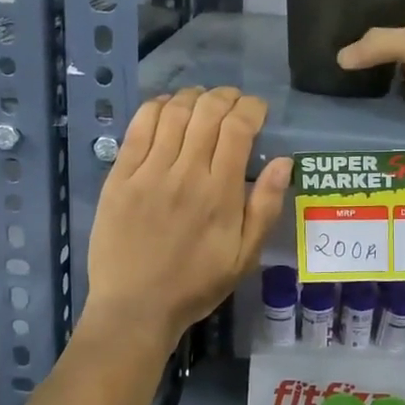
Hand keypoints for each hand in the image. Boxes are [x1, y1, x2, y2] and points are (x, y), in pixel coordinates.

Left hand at [84, 87, 293, 350]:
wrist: (136, 307)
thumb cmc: (196, 285)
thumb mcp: (244, 257)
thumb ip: (266, 207)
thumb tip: (284, 162)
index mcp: (220, 193)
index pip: (238, 128)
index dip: (251, 108)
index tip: (257, 110)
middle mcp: (185, 173)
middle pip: (207, 112)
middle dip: (225, 97)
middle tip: (231, 101)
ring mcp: (149, 172)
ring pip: (173, 113)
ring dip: (192, 97)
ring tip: (201, 100)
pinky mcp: (119, 176)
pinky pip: (138, 128)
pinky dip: (155, 108)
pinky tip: (165, 107)